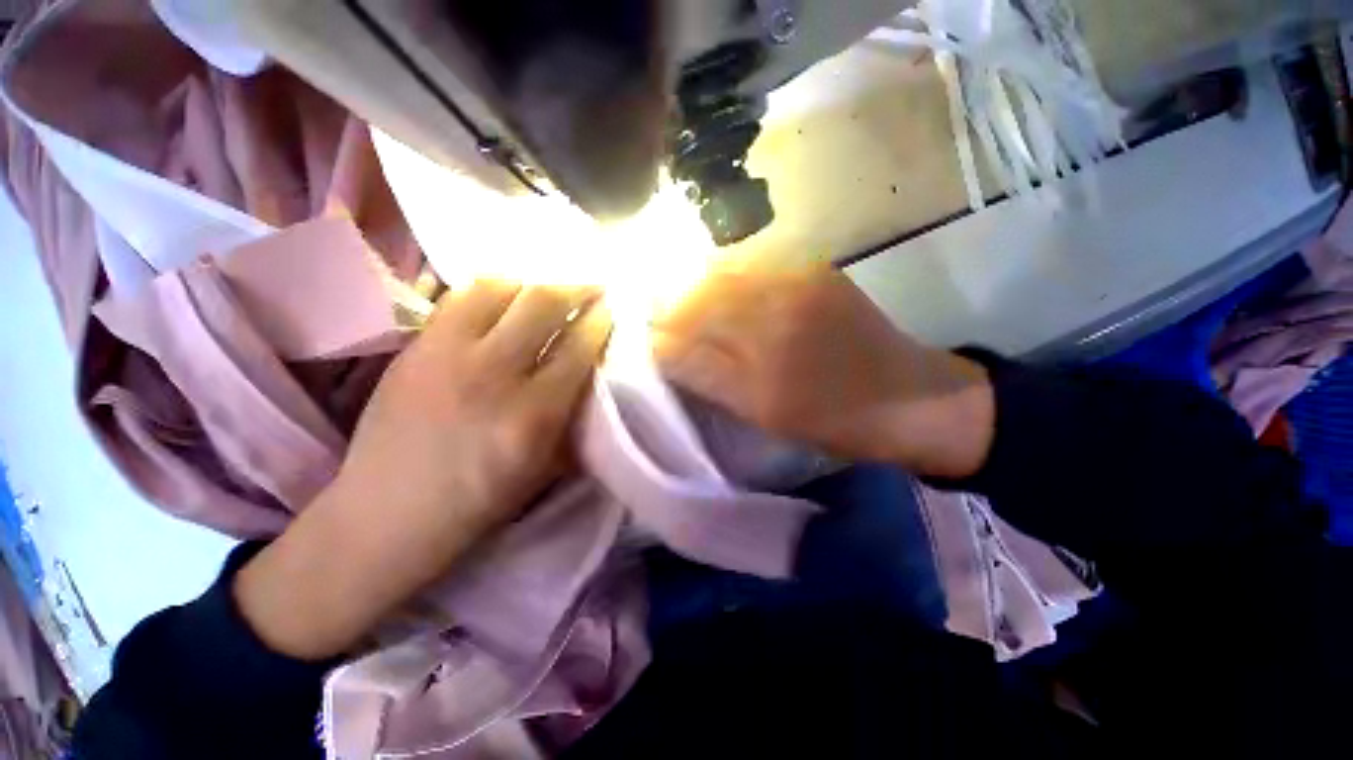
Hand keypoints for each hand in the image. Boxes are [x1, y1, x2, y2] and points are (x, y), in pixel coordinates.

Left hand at [236, 281, 611, 659]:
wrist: (389, 513)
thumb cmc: (481, 499)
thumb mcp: (546, 466)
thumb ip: (573, 413)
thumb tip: (592, 368)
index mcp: (534, 414)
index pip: (579, 346)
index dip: (600, 320)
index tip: (611, 309)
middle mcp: (494, 374)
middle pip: (543, 303)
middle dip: (576, 287)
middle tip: (591, 286)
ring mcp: (448, 354)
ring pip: (500, 287)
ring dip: (532, 283)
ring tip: (546, 290)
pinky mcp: (416, 347)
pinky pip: (459, 297)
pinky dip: (491, 290)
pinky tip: (503, 299)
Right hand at [653, 266, 993, 478]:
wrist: (911, 397)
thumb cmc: (832, 419)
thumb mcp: (761, 412)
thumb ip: (706, 376)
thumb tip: (660, 347)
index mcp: (761, 356)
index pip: (684, 331)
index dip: (655, 331)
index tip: (639, 337)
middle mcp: (776, 306)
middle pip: (698, 293)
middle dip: (667, 304)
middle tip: (652, 318)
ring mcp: (798, 279)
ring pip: (722, 274)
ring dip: (693, 287)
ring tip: (678, 304)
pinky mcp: (814, 269)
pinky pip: (752, 267)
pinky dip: (724, 278)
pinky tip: (719, 294)